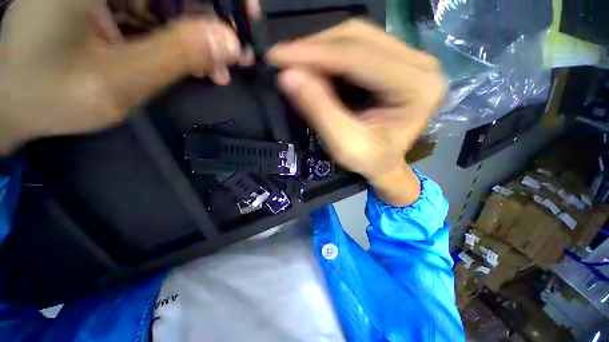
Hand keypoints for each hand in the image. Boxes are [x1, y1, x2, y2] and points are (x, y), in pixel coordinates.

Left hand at [0, 0, 258, 153]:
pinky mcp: (109, 1)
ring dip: (200, 36)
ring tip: (217, 71)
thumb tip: (231, 43)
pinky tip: (194, 64)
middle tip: (237, 54)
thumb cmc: (49, 94)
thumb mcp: (119, 81)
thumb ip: (177, 55)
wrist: (12, 99)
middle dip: (214, 18)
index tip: (249, 17)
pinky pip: (157, 13)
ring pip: (171, 3)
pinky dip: (181, 38)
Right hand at [268, 19, 445, 205]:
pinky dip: (331, 53)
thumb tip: (288, 76)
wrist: (387, 165)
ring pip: (357, 36)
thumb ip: (320, 110)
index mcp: (417, 87)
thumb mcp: (345, 145)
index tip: (277, 55)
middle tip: (284, 60)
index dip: (313, 54)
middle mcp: (421, 64)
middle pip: (358, 37)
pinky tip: (316, 66)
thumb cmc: (371, 162)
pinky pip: (359, 45)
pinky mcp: (398, 60)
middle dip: (315, 47)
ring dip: (321, 48)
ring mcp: (412, 58)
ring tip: (297, 63)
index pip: (358, 57)